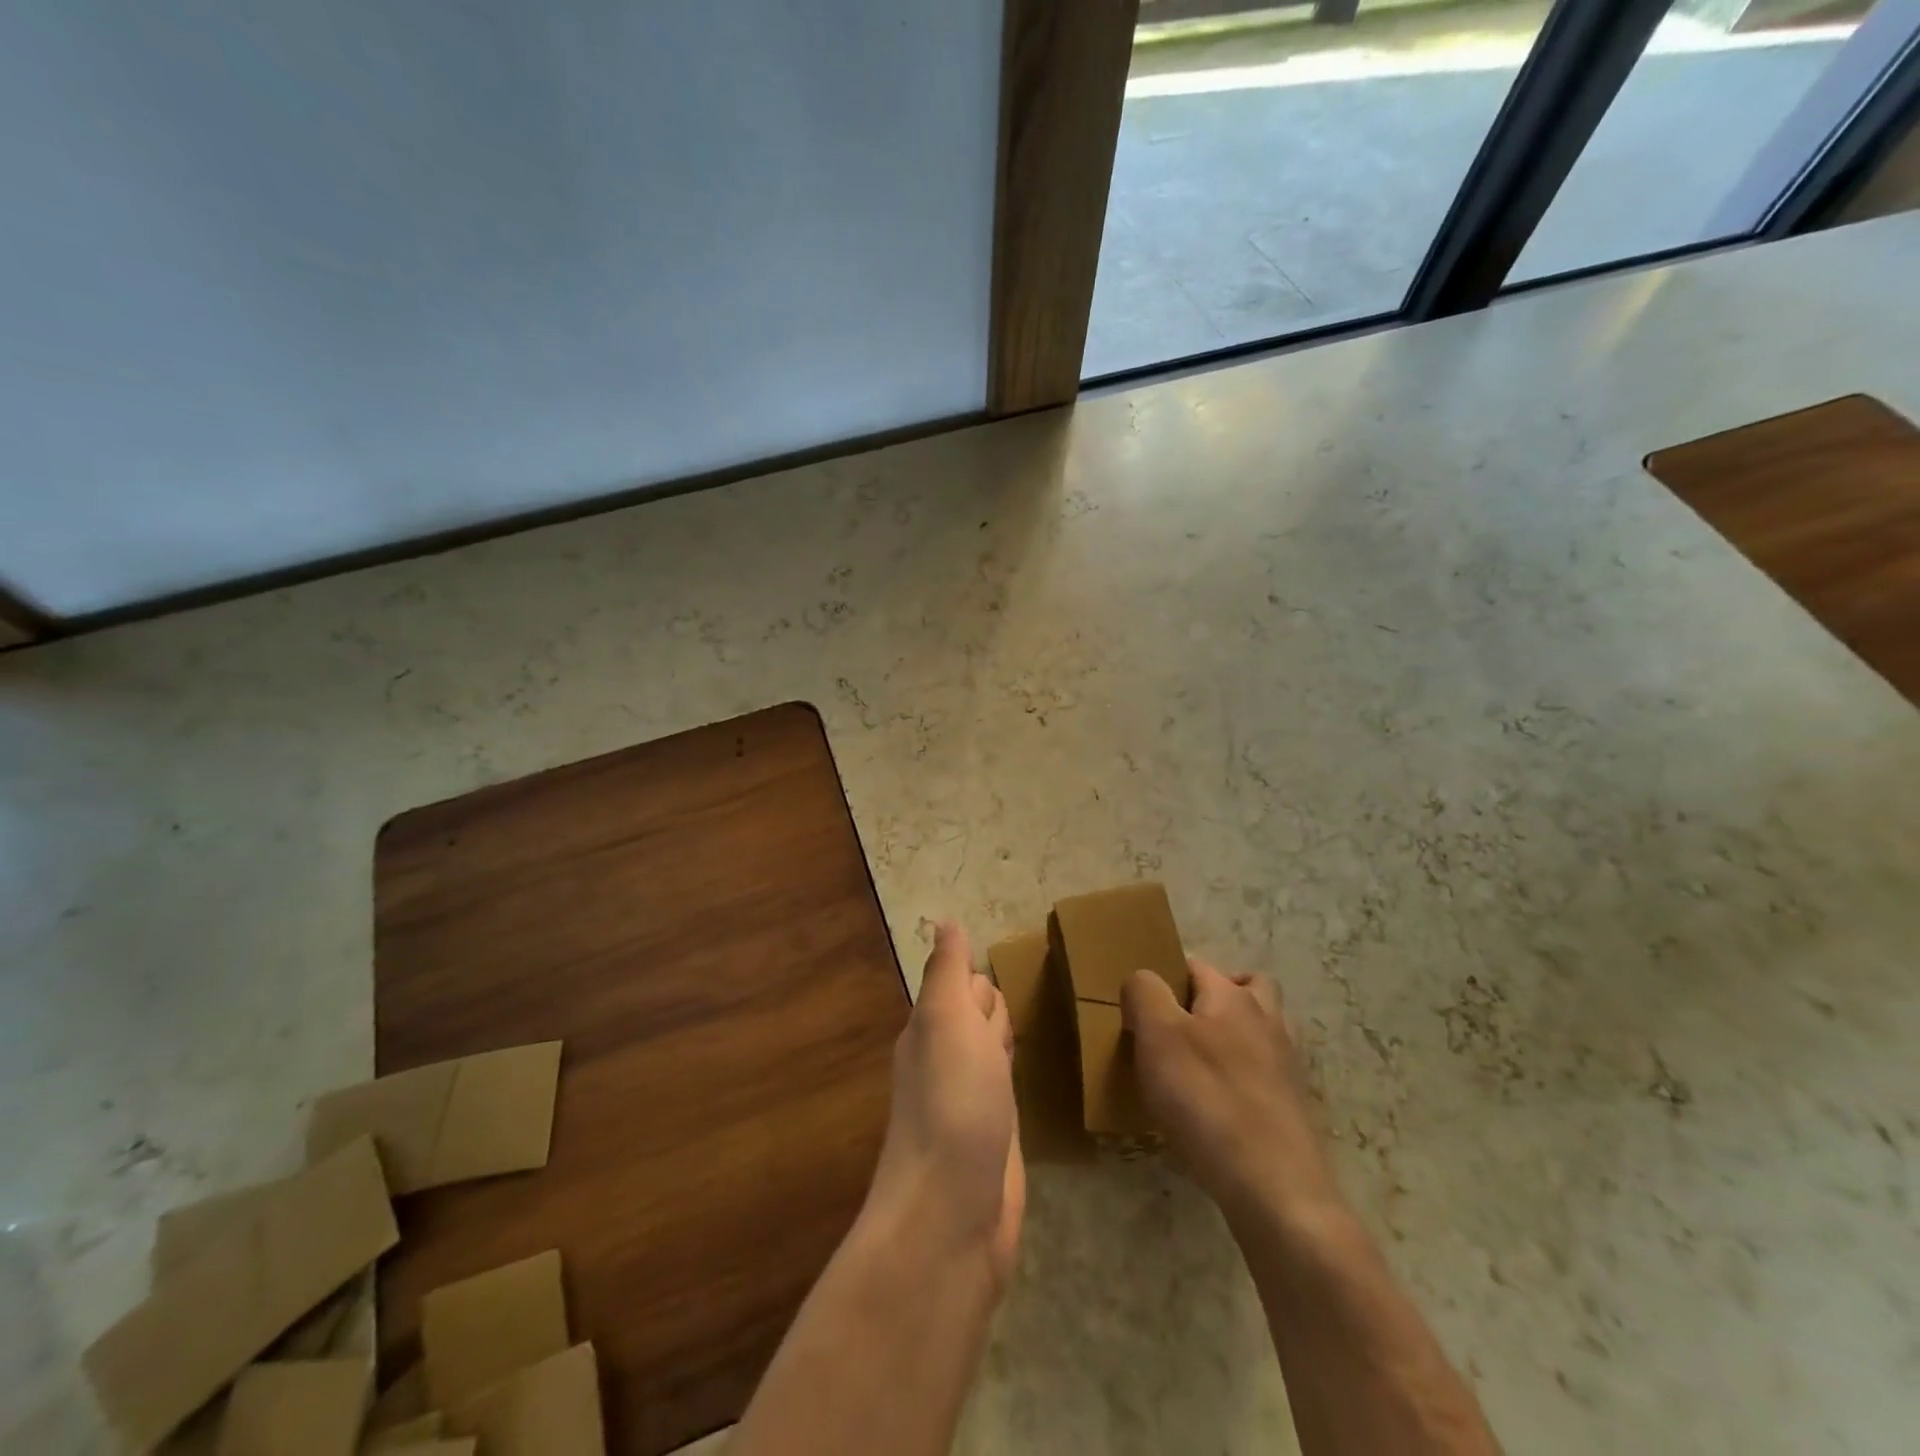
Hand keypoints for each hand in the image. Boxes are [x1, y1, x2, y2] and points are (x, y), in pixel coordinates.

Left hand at [864, 921, 1025, 1285]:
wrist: (953, 1214)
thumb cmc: (952, 1102)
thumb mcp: (947, 1020)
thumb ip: (947, 973)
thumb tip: (944, 922)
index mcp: (931, 1028)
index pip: (962, 984)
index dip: (983, 976)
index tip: (1017, 955)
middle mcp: (947, 1059)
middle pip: (978, 1015)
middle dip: (998, 1003)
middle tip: (1043, 986)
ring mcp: (972, 1101)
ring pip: (994, 1051)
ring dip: (1011, 1035)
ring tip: (1047, 1016)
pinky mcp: (996, 1137)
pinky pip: (1009, 1089)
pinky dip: (1020, 1074)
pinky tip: (1039, 1073)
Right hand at [1122, 958, 1339, 1223]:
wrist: (1275, 1188)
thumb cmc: (1207, 1099)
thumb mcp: (1157, 1035)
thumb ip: (1143, 993)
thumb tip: (1142, 980)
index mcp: (1233, 997)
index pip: (1196, 966)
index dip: (1166, 977)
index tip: (1141, 1006)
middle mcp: (1266, 1020)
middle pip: (1244, 988)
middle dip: (1212, 996)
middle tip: (1178, 1024)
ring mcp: (1284, 1065)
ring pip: (1257, 1030)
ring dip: (1230, 1035)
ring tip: (1194, 1063)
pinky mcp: (1290, 1107)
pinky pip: (1261, 1073)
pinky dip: (1240, 1076)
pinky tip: (1215, 1104)